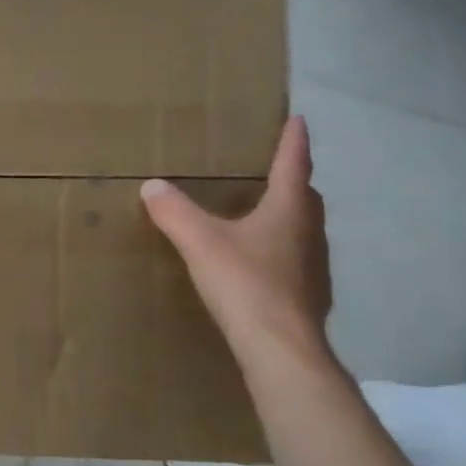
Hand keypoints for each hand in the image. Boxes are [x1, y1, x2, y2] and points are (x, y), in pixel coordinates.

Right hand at [141, 115, 332, 362]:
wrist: (279, 345)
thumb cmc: (244, 283)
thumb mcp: (200, 242)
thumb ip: (175, 212)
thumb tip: (152, 186)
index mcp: (288, 211)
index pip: (293, 166)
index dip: (293, 142)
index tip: (298, 120)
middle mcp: (309, 233)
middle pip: (305, 199)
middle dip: (293, 183)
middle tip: (275, 173)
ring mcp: (314, 266)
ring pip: (303, 231)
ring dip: (288, 219)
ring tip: (264, 219)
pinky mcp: (309, 296)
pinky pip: (296, 262)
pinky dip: (282, 254)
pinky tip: (261, 267)